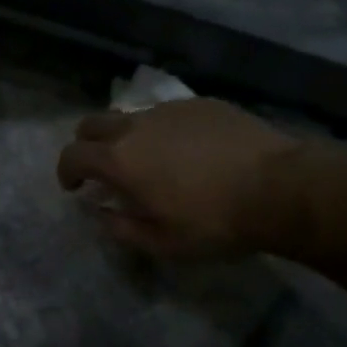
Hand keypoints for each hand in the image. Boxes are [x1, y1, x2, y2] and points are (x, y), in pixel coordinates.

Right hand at [56, 98, 304, 258]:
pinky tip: (188, 150)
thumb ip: (121, 228)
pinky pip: (168, 113)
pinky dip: (163, 130)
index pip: (72, 155)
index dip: (66, 171)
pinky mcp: (202, 104)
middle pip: (93, 123)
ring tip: (149, 160)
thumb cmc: (214, 222)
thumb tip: (101, 213)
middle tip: (101, 168)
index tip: (73, 187)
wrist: (280, 188)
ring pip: (132, 115)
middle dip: (87, 144)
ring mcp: (171, 110)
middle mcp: (137, 126)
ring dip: (127, 136)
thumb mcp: (161, 243)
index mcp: (119, 160)